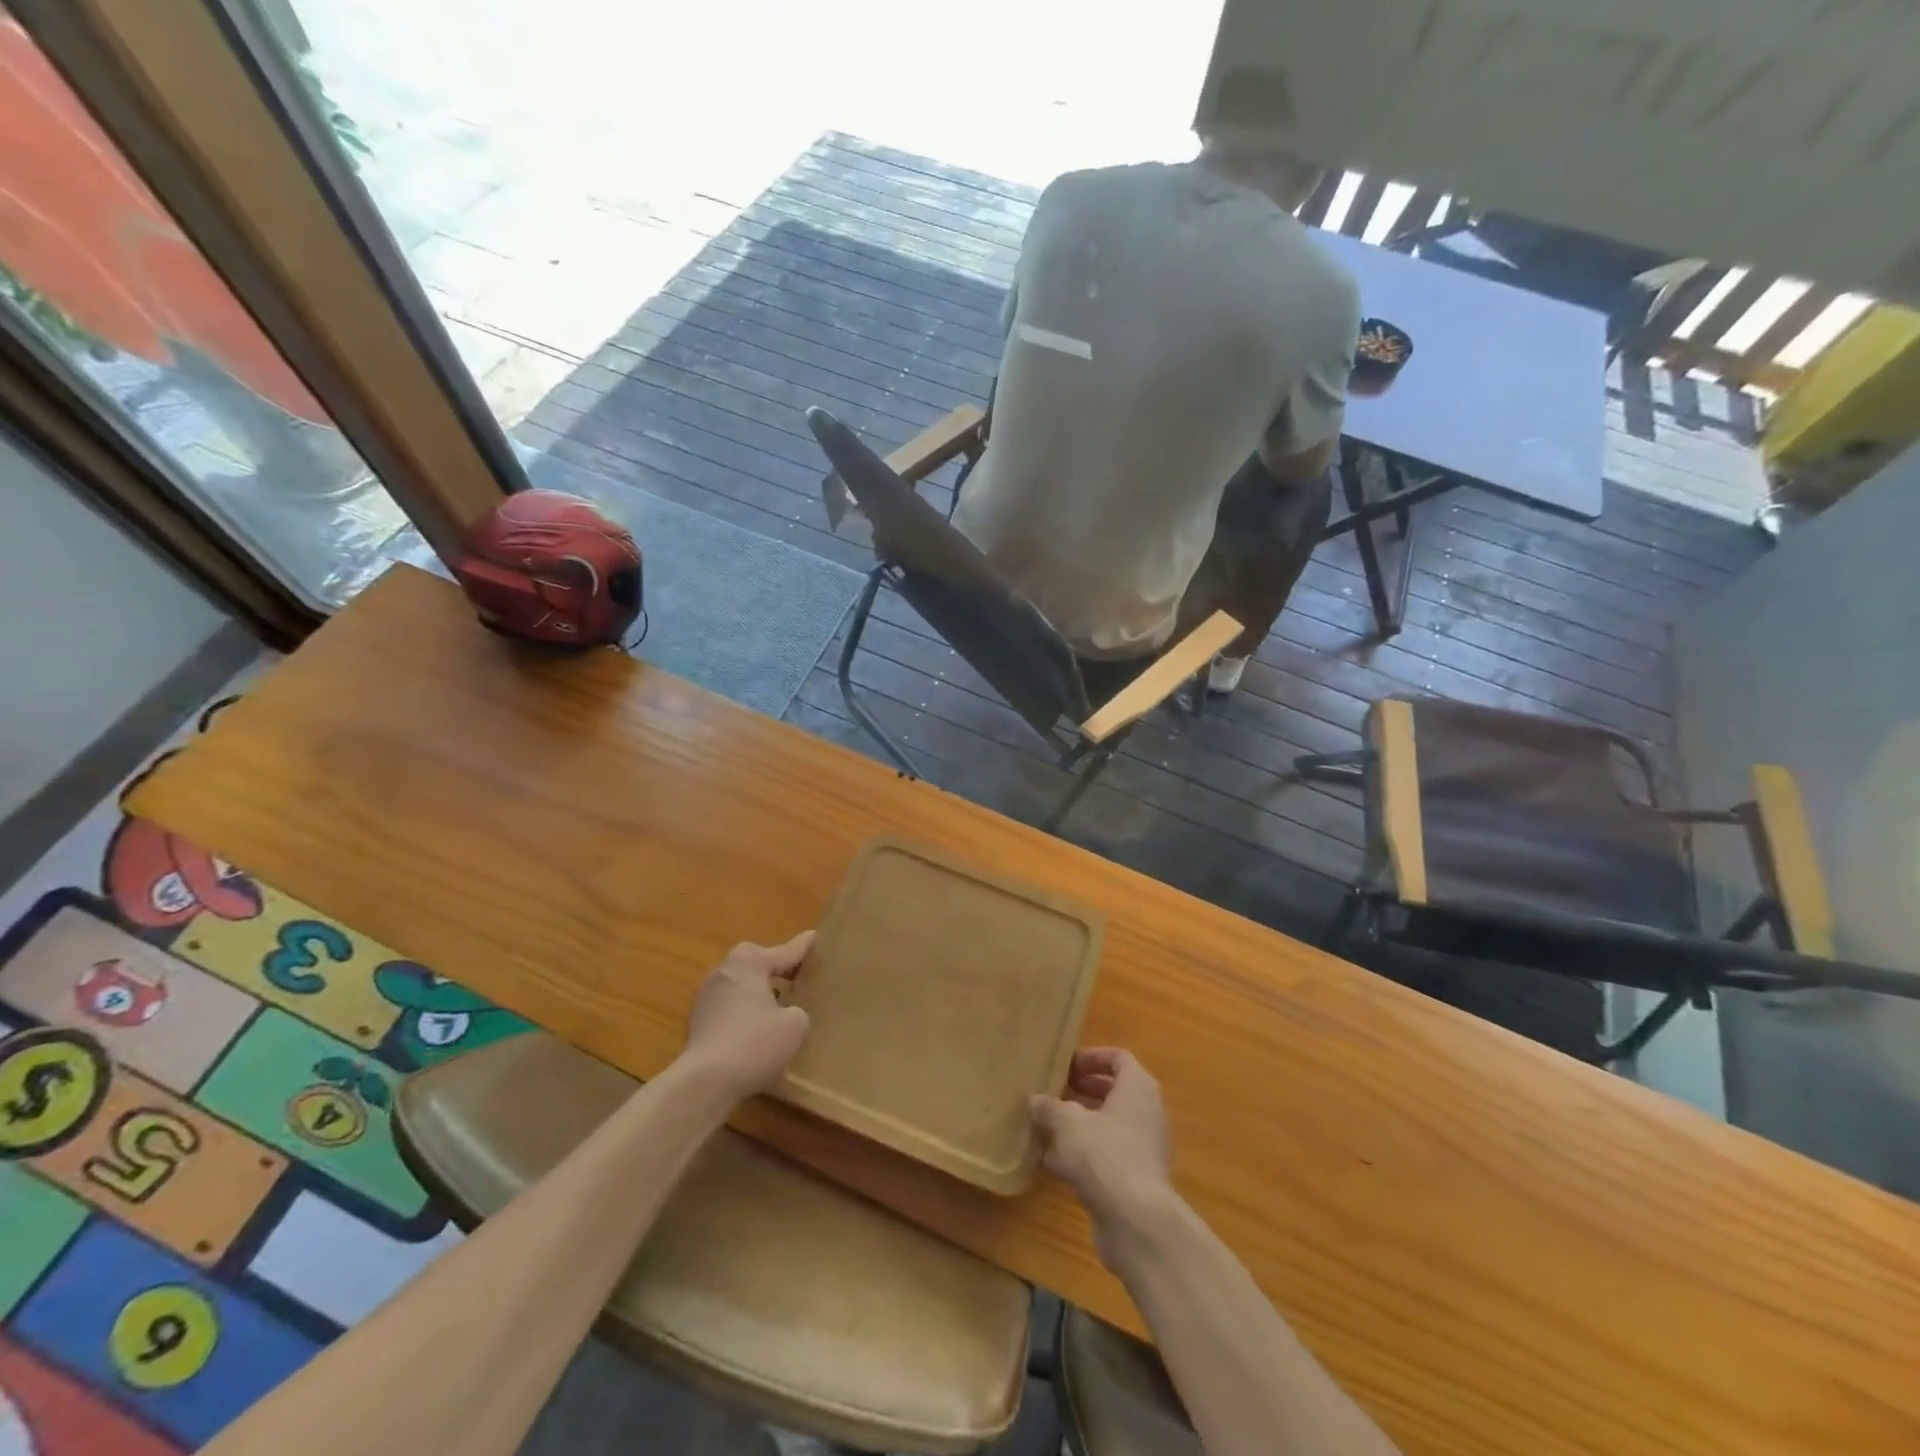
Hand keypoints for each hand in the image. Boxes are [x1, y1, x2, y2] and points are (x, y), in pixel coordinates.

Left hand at [681, 932, 812, 1099]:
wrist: (703, 1083)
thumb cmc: (754, 1044)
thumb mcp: (795, 1025)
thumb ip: (798, 1011)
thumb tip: (789, 1014)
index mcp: (750, 962)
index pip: (787, 950)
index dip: (806, 947)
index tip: (818, 937)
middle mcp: (725, 970)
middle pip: (758, 962)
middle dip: (778, 969)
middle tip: (800, 979)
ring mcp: (706, 996)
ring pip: (742, 985)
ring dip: (759, 993)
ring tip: (781, 1008)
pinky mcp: (697, 1021)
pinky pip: (730, 1007)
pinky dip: (745, 1013)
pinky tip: (758, 1032)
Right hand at [1028, 1049, 1173, 1249]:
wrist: (1136, 1221)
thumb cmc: (1105, 1153)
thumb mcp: (1068, 1122)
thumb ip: (1049, 1107)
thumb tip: (1034, 1100)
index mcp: (1138, 1088)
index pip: (1118, 1058)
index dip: (1091, 1057)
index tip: (1065, 1065)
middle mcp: (1146, 1113)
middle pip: (1113, 1092)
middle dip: (1081, 1092)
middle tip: (1053, 1091)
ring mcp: (1143, 1149)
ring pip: (1107, 1127)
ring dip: (1078, 1125)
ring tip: (1046, 1126)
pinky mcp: (1134, 1180)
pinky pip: (1106, 1156)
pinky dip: (1082, 1155)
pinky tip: (1051, 1162)